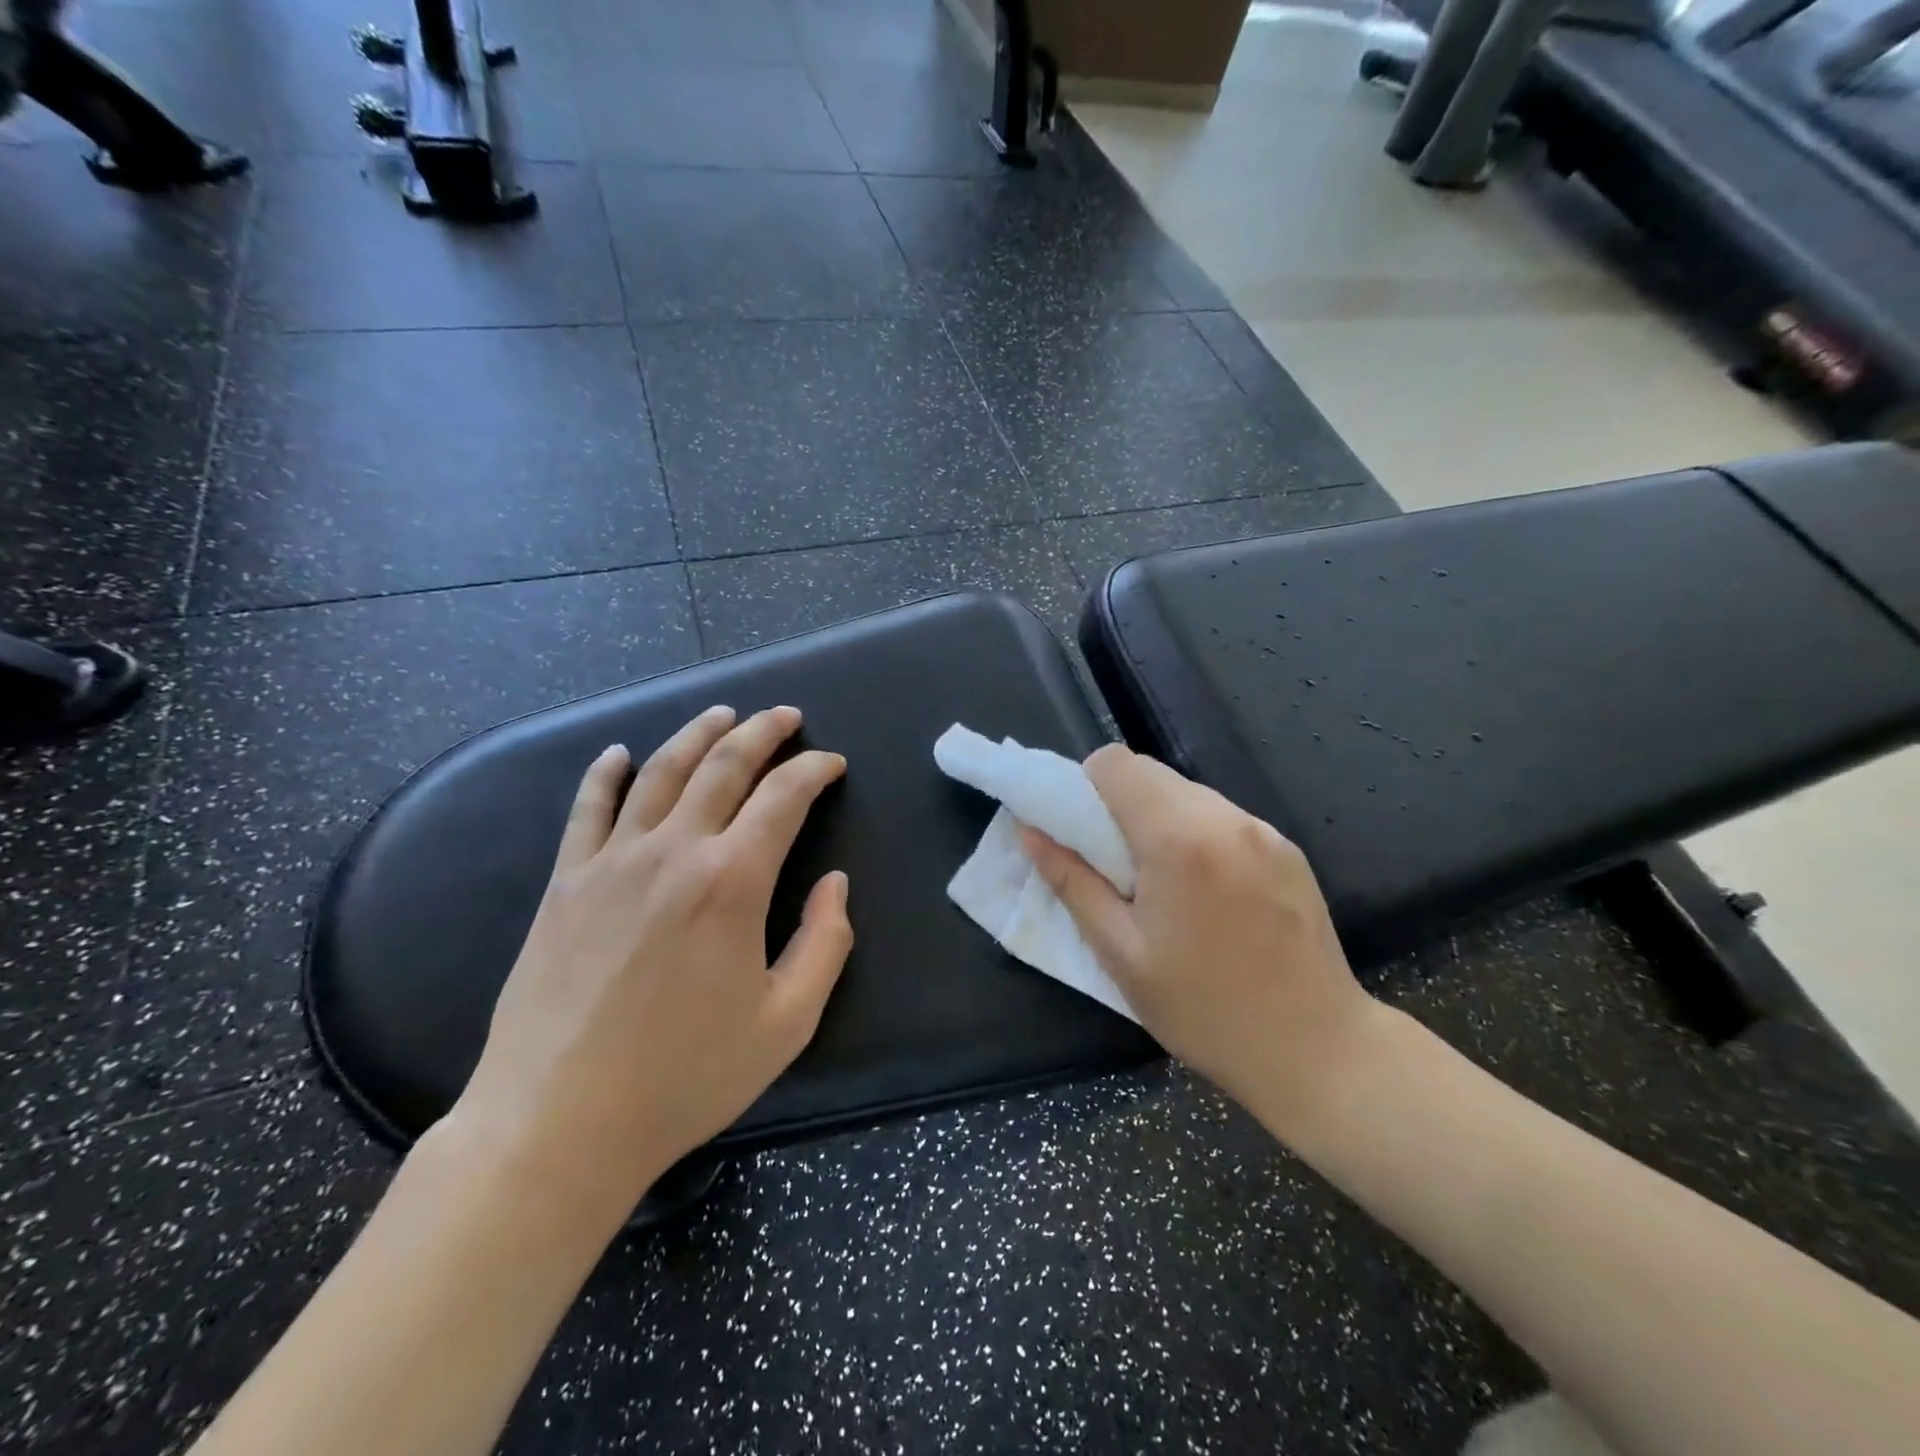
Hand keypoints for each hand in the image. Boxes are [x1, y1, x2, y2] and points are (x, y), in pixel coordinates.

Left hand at [450, 705, 852, 1219]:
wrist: (558, 1123)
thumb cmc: (685, 1077)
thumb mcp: (787, 1022)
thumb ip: (825, 942)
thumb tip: (835, 883)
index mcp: (733, 880)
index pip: (784, 797)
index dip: (814, 770)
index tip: (833, 764)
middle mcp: (674, 851)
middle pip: (724, 765)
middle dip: (762, 732)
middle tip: (785, 717)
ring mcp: (612, 861)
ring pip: (660, 771)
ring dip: (697, 735)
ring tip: (721, 714)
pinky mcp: (566, 883)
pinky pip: (588, 809)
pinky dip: (606, 774)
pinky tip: (618, 754)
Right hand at [1019, 745, 1376, 1131]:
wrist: (1318, 1051)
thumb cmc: (1204, 1010)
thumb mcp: (1121, 953)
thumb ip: (1071, 881)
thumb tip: (1028, 830)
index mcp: (1179, 838)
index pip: (1116, 763)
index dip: (1085, 787)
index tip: (1082, 833)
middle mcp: (1226, 818)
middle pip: (1151, 772)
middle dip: (1120, 803)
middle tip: (1116, 865)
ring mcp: (1264, 830)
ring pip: (1188, 793)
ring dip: (1159, 819)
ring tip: (1163, 884)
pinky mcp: (1288, 849)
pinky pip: (1223, 818)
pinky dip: (1197, 834)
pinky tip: (1206, 893)